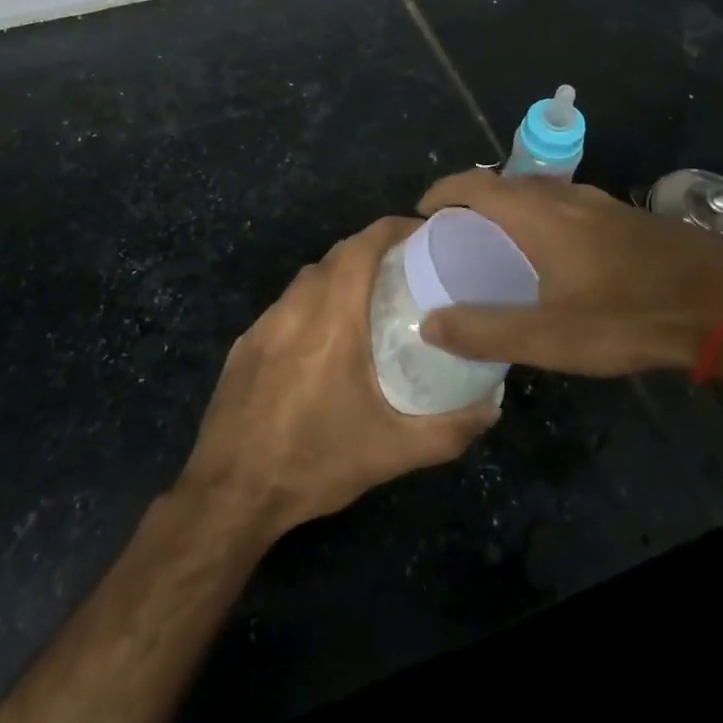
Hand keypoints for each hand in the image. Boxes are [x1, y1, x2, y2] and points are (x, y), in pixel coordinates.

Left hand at [178, 216, 499, 537]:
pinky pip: (286, 306)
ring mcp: (263, 324)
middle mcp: (295, 307)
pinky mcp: (245, 344)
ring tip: (371, 300)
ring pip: (308, 279)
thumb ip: (448, 429)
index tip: (424, 233)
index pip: (362, 246)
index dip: (393, 229)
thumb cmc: (314, 462)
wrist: (230, 494)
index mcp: (331, 317)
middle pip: (336, 256)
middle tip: (408, 270)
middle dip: (372, 250)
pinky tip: (324, 340)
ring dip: (340, 276)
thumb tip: (492, 404)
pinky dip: (312, 303)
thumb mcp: (391, 453)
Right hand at [414, 170, 722, 376]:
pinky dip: (543, 217)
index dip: (443, 191)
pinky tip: (557, 254)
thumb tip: (430, 323)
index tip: (421, 211)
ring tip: (499, 242)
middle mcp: (566, 196)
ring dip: (511, 207)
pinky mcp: (628, 216)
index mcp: (539, 214)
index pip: (475, 184)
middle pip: (506, 183)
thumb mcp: (551, 336)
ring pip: (541, 192)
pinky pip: (568, 204)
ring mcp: (601, 202)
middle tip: (455, 233)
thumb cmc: (629, 316)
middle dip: (474, 199)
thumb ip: (486, 330)